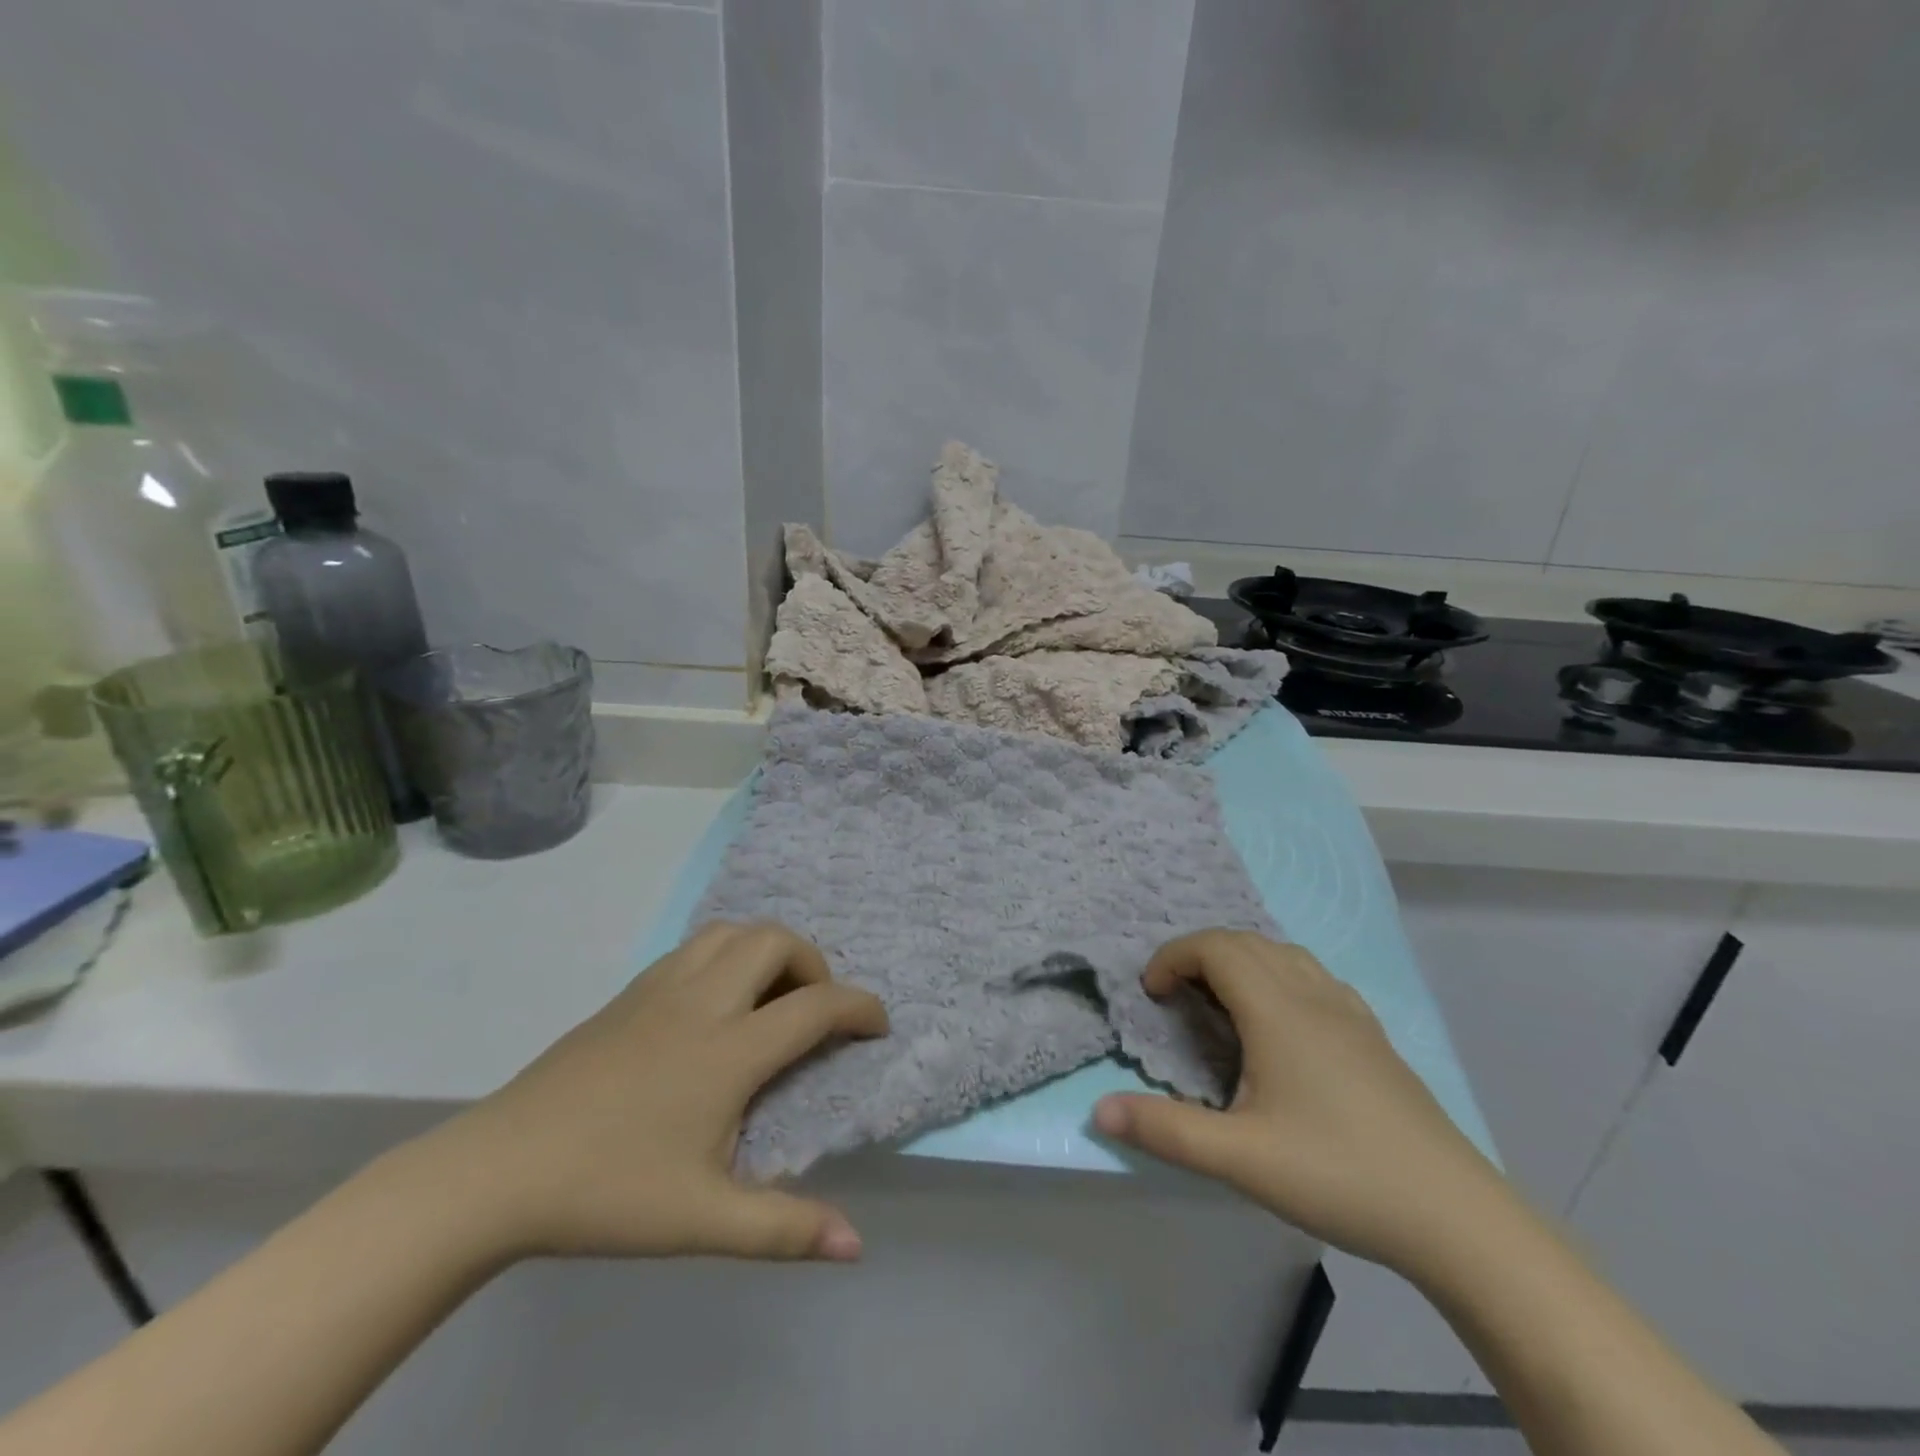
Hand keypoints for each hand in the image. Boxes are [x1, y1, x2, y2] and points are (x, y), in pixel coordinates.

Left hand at [419, 921, 887, 1263]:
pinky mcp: (630, 991)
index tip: (877, 1026)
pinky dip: (727, 953)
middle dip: (814, 963)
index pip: (816, 1006)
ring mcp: (662, 988)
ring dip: (767, 949)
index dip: (860, 1008)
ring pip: (732, 931)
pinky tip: (715, 1001)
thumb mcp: (703, 1220)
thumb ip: (783, 1229)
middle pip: (777, 941)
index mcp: (729, 1050)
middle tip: (814, 1010)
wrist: (498, 1170)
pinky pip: (696, 946)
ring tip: (769, 996)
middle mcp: (704, 1002)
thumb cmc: (608, 1191)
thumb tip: (855, 1245)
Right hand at [1094, 931, 1509, 1275]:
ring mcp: (1350, 1013)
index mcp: (1277, 1010)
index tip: (1151, 992)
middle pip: (1246, 942)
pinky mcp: (1373, 1036)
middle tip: (1176, 997)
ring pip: (1283, 955)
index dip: (1173, 957)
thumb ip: (1165, 1131)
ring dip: (1241, 961)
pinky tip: (1280, 1025)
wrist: (1454, 1216)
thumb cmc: (1338, 1174)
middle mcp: (1312, 995)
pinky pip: (1313, 977)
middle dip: (1200, 955)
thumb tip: (1099, 1110)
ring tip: (1221, 1004)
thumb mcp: (1239, 1158)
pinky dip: (1278, 977)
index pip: (1215, 948)